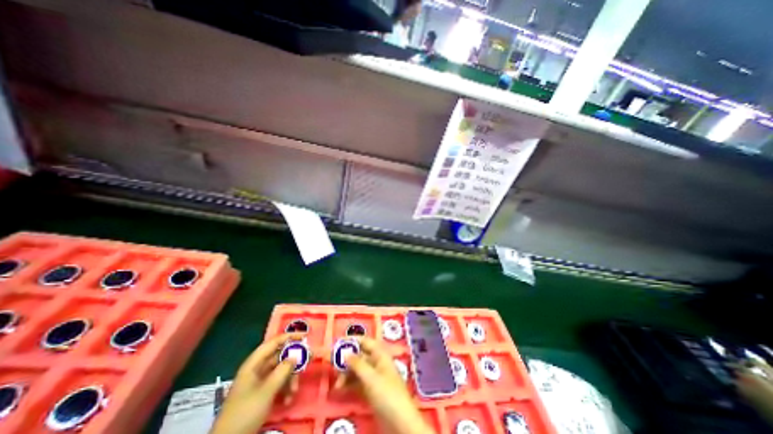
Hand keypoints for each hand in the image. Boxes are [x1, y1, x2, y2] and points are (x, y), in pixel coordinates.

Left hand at [210, 334, 302, 433]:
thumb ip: (283, 370)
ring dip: (290, 379)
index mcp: (254, 363)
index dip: (289, 337)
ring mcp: (259, 381)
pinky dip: (285, 389)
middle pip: (280, 357)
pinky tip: (288, 399)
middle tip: (308, 361)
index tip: (305, 337)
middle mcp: (257, 369)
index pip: (274, 342)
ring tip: (294, 391)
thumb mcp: (267, 390)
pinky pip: (278, 383)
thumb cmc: (245, 412)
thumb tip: (296, 356)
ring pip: (281, 371)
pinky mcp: (262, 393)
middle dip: (294, 361)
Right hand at [334, 339, 432, 433]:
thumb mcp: (371, 378)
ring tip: (337, 385)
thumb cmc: (387, 393)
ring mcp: (374, 377)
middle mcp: (377, 363)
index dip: (353, 340)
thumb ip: (357, 364)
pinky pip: (358, 382)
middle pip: (360, 356)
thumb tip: (345, 353)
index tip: (338, 342)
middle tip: (333, 367)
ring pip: (357, 370)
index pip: (366, 341)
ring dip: (346, 374)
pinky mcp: (371, 390)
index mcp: (380, 354)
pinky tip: (341, 390)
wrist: (400, 422)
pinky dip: (349, 384)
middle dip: (347, 360)